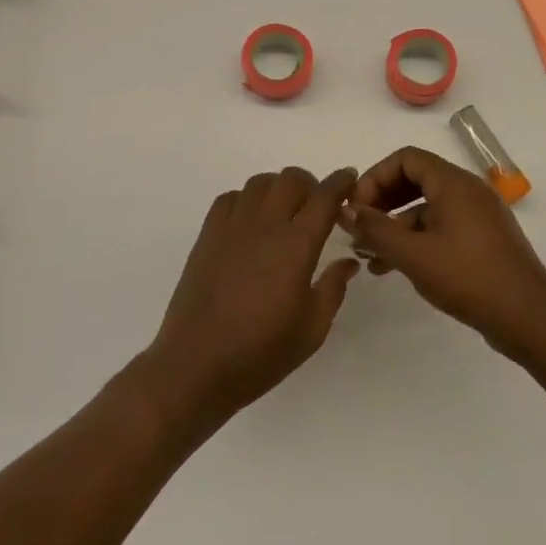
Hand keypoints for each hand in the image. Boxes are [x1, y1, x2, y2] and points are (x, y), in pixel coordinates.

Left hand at [146, 167, 359, 429]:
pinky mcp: (207, 236)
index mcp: (296, 245)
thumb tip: (347, 261)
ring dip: (278, 189)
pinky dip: (246, 200)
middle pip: (291, 179)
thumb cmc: (261, 352)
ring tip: (283, 213)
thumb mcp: (312, 329)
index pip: (324, 197)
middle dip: (310, 184)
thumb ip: (333, 288)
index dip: (340, 182)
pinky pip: (230, 198)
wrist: (196, 365)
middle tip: (316, 207)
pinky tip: (250, 223)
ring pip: (260, 183)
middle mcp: (265, 225)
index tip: (349, 179)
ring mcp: (232, 227)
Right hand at [340, 146, 545, 358]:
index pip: (405, 158)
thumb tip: (346, 210)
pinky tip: (396, 268)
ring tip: (370, 257)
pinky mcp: (483, 239)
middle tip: (359, 229)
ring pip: (427, 207)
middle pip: (415, 179)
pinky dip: (417, 239)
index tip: (356, 208)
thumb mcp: (414, 255)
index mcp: (453, 183)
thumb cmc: (469, 277)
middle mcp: (467, 190)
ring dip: (396, 226)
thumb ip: (376, 229)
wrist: (529, 317)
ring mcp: (478, 215)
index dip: (375, 178)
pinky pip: (442, 227)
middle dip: (382, 201)